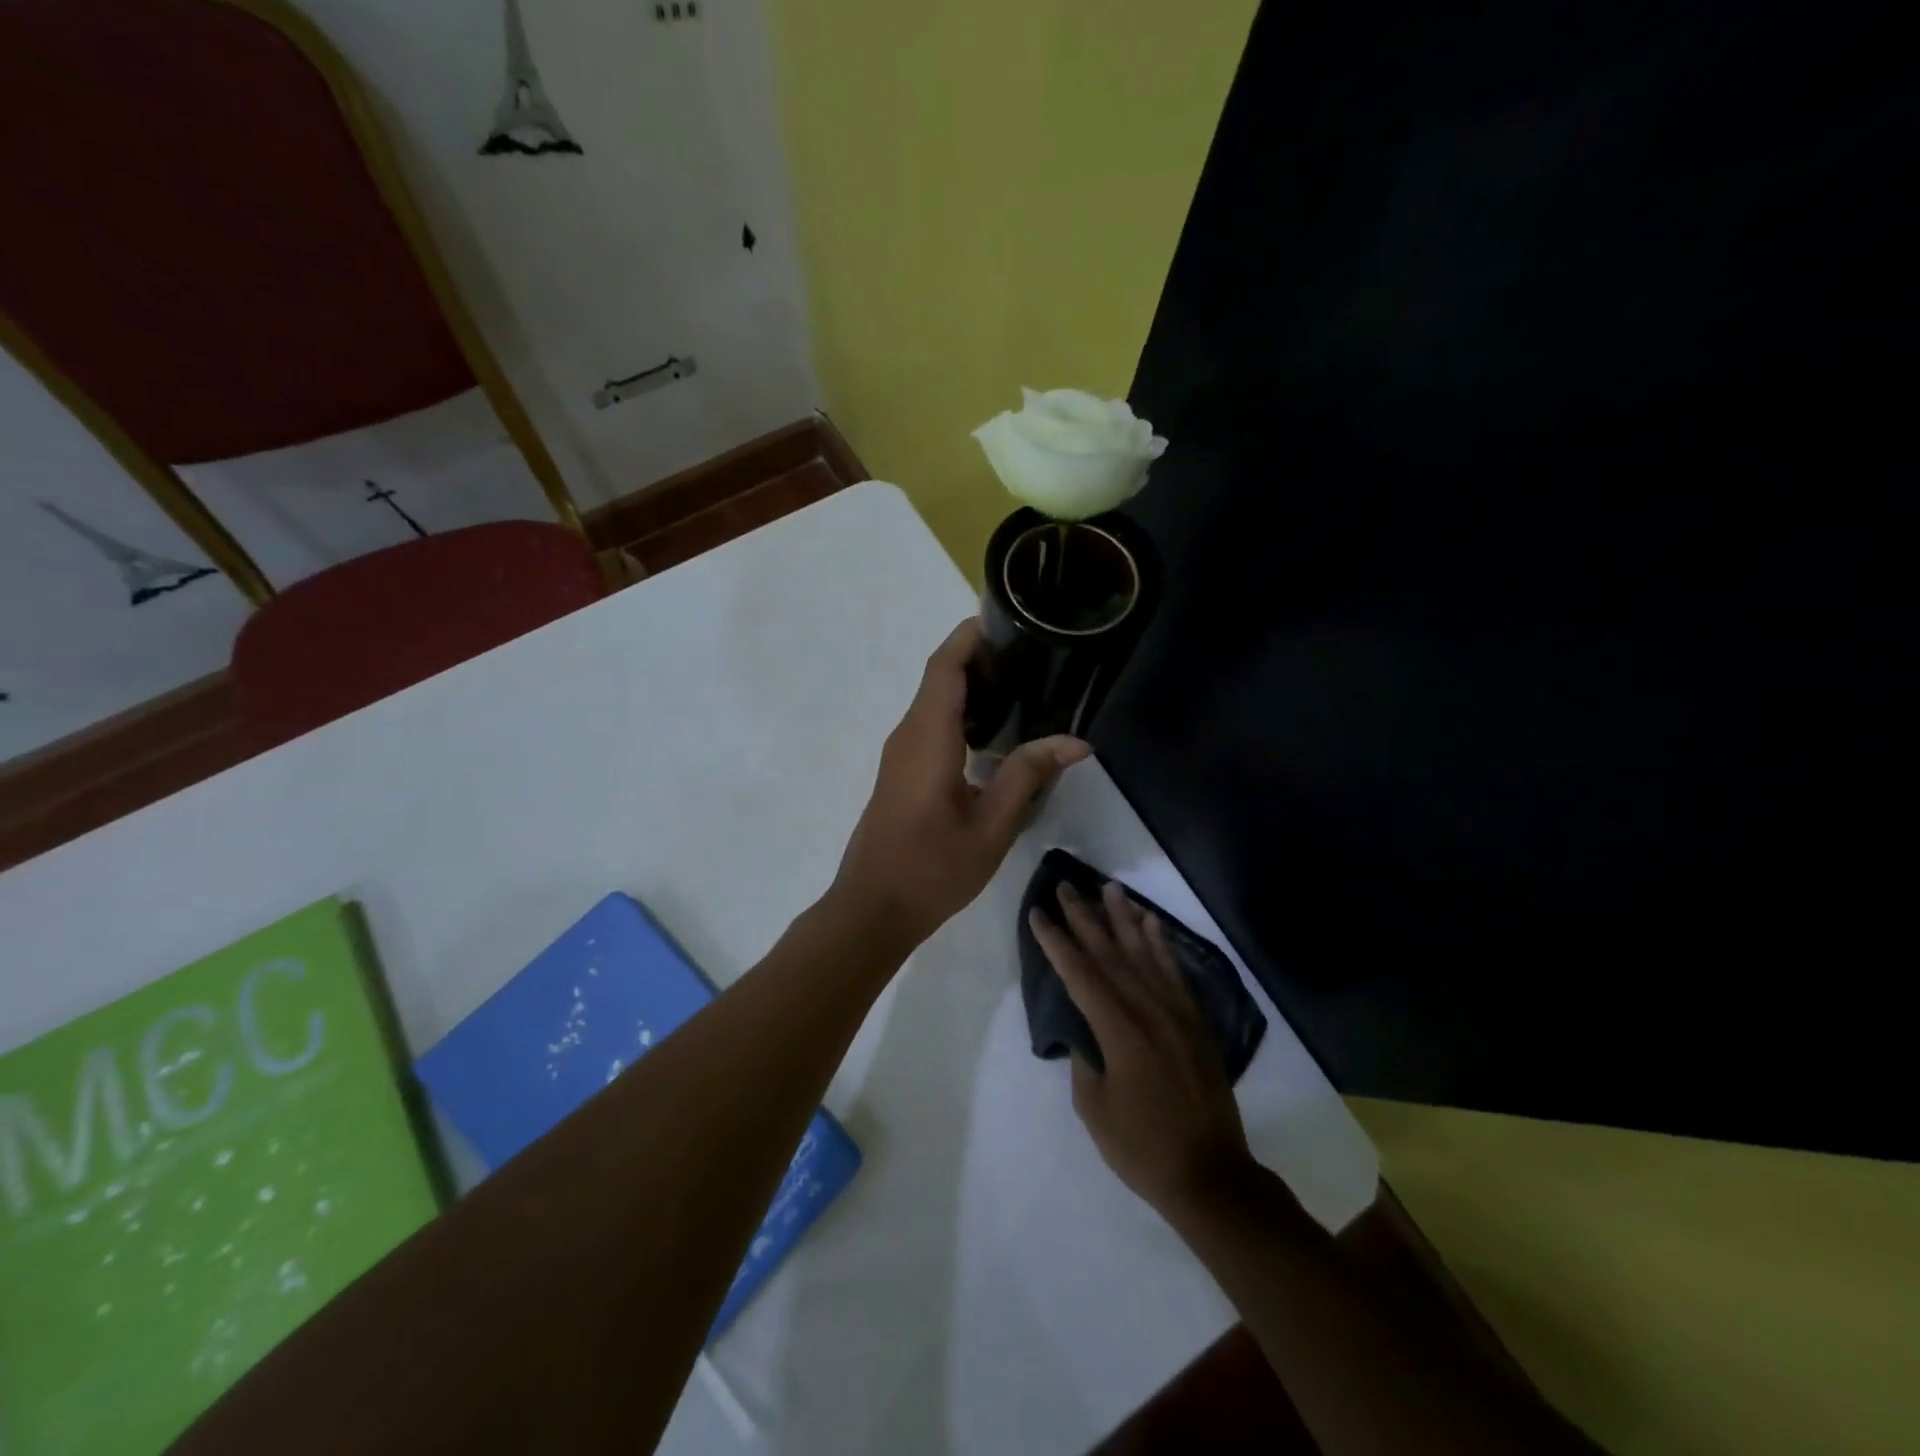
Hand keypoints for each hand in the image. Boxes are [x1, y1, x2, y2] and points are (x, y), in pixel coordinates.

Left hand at [833, 620, 1089, 945]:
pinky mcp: (900, 771)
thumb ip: (1028, 776)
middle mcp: (908, 735)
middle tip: (1033, 657)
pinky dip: (960, 712)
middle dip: (979, 657)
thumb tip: (1075, 741)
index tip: (1009, 620)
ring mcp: (899, 753)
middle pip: (939, 676)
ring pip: (934, 700)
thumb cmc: (932, 869)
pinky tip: (995, 733)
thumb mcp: (991, 826)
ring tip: (1023, 688)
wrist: (872, 908)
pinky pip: (930, 723)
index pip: (945, 666)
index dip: (971, 636)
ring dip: (970, 685)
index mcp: (928, 738)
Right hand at [1028, 881, 1253, 1220]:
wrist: (1211, 1174)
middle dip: (1084, 917)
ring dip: (1124, 918)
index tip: (1038, 913)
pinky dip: (1161, 944)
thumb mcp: (1094, 1108)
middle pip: (1110, 954)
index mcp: (1119, 1031)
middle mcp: (1148, 1010)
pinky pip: (1175, 972)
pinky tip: (1151, 923)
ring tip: (1109, 887)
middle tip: (1066, 886)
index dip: (1056, 942)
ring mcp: (1176, 1012)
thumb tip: (1086, 1030)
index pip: (1080, 974)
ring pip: (1144, 953)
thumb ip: (1085, 1059)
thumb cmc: (1143, 1147)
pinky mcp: (1195, 1021)